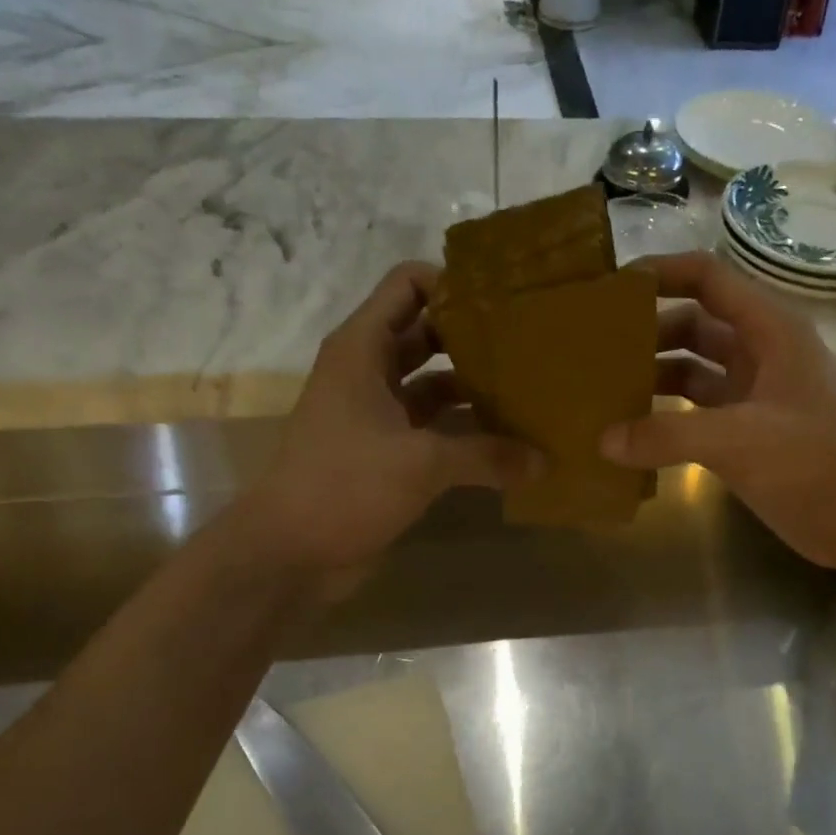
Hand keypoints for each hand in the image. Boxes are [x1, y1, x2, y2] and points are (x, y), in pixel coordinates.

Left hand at [243, 262, 536, 573]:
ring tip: (529, 394)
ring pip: (432, 386)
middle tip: (530, 348)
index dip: (453, 283)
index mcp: (363, 349)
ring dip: (473, 390)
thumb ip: (486, 456)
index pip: (407, 285)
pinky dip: (463, 434)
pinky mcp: (385, 454)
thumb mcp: (421, 463)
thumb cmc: (346, 485)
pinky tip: (506, 444)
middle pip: (426, 334)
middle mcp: (368, 373)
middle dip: (474, 339)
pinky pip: (431, 430)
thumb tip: (544, 462)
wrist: (291, 551)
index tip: (504, 301)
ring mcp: (376, 415)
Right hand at [600, 251, 835, 572]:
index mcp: (768, 330)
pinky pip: (696, 417)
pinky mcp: (747, 438)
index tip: (610, 290)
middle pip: (693, 326)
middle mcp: (759, 355)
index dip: (661, 273)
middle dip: (647, 333)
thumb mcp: (739, 439)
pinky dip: (666, 422)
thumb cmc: (814, 461)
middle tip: (592, 350)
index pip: (707, 279)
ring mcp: (753, 398)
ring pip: (692, 373)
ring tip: (602, 393)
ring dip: (653, 379)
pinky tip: (630, 437)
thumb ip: (667, 436)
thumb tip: (604, 440)